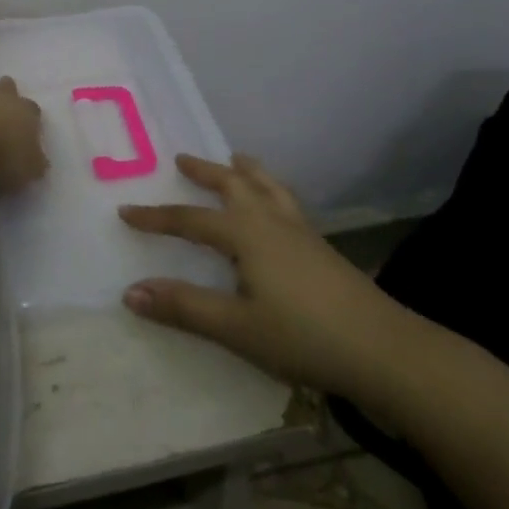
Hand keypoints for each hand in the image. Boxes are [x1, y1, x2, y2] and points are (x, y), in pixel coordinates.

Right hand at [119, 153, 403, 393]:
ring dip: (245, 171)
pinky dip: (271, 190)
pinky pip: (287, 202)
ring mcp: (301, 232)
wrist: (383, 349)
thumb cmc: (303, 337)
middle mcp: (271, 221)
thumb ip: (183, 308)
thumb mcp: (236, 327)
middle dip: (205, 171)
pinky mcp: (322, 247)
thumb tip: (129, 292)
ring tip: (236, 159)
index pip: (189, 220)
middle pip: (233, 184)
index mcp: (246, 234)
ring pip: (267, 187)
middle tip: (182, 159)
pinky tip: (277, 207)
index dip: (156, 217)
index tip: (126, 210)